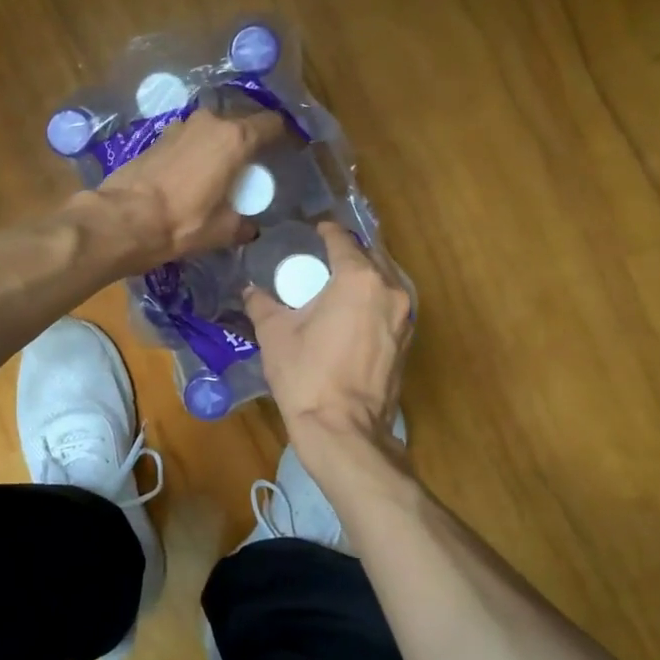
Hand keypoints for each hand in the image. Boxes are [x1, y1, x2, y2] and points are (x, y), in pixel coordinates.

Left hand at [92, 106, 286, 270]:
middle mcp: (209, 123)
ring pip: (212, 130)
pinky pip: (189, 139)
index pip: (271, 124)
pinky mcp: (158, 137)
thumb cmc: (183, 222)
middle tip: (254, 165)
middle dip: (249, 141)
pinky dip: (197, 151)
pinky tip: (194, 174)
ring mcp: (180, 126)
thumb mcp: (223, 230)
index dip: (284, 135)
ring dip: (219, 145)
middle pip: (241, 123)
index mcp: (234, 138)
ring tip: (223, 170)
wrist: (124, 219)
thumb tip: (250, 228)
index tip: (289, 149)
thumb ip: (244, 224)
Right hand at [244, 222, 413, 460]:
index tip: (315, 229)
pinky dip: (373, 300)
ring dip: (365, 275)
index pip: (343, 241)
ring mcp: (405, 317)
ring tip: (338, 282)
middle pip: (371, 256)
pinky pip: (390, 306)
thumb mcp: (275, 334)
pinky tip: (353, 311)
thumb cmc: (307, 375)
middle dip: (349, 252)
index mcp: (359, 279)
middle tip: (323, 256)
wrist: (344, 430)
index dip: (327, 231)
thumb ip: (263, 304)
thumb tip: (250, 290)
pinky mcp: (408, 341)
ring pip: (385, 281)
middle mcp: (390, 290)